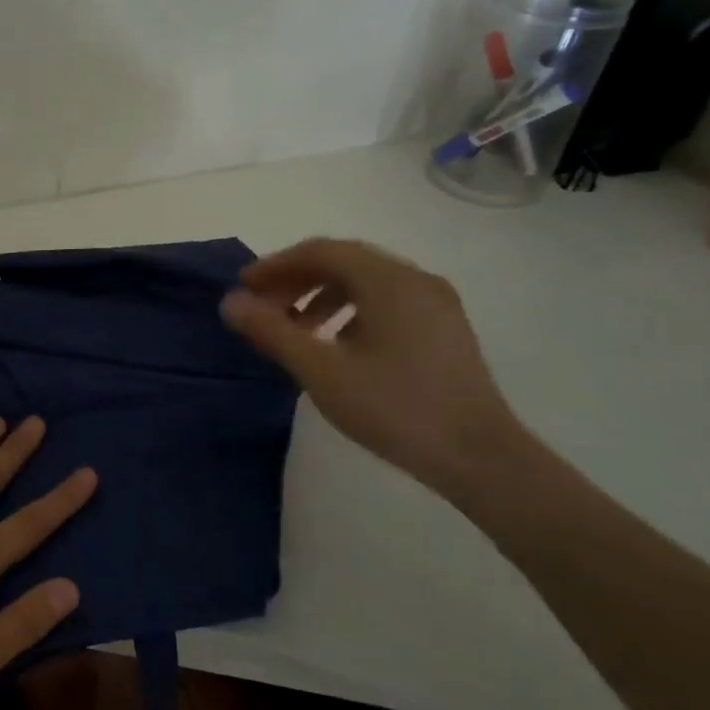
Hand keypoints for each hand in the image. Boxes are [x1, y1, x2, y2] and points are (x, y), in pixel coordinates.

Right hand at [219, 239, 522, 497]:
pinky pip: (387, 301)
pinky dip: (351, 310)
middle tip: (264, 307)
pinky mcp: (444, 328)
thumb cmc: (394, 409)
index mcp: (388, 281)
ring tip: (296, 329)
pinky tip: (337, 344)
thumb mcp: (321, 371)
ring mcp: (436, 303)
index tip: (243, 288)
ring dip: (322, 295)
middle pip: (345, 262)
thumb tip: (230, 303)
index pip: (321, 251)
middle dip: (297, 279)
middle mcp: (415, 279)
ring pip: (367, 282)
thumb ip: (272, 332)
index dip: (276, 265)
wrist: (479, 457)